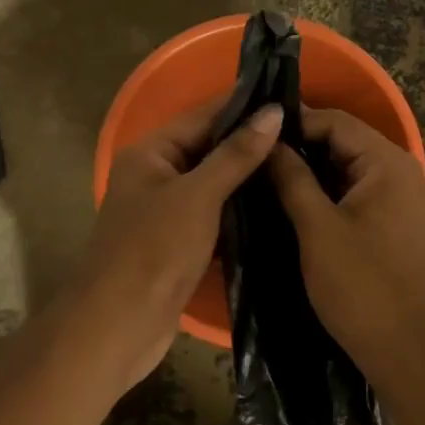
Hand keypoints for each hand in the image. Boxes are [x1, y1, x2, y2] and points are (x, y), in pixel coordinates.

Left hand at [64, 97, 282, 390]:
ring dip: (249, 179)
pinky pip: (215, 215)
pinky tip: (277, 207)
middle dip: (251, 143)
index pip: (203, 116)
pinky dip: (240, 211)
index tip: (291, 99)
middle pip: (209, 148)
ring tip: (300, 166)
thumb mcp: (198, 196)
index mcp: (150, 153)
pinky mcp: (179, 243)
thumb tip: (273, 111)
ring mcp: (166, 211)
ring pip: (214, 184)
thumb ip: (236, 154)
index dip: (244, 106)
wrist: (119, 325)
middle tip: (305, 136)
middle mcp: (156, 175)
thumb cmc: (154, 250)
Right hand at [266, 107, 424, 377]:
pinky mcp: (392, 222)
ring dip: (309, 170)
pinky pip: (353, 191)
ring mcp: (398, 198)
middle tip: (252, 153)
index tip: (251, 131)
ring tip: (262, 174)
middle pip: (342, 141)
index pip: (335, 122)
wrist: (406, 349)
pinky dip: (324, 191)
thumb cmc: (361, 285)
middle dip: (299, 146)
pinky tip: (290, 200)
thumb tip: (268, 141)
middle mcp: (399, 171)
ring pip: (345, 168)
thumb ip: (292, 178)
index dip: (293, 122)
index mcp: (387, 163)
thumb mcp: (317, 228)